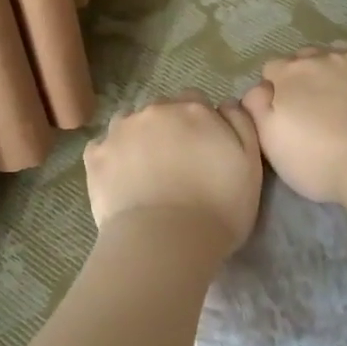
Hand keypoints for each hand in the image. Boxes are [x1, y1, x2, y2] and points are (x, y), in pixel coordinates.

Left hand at [83, 92, 263, 251]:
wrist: (165, 243)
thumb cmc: (219, 208)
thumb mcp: (250, 165)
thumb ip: (241, 125)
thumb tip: (226, 104)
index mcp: (193, 109)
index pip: (196, 103)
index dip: (200, 126)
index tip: (203, 152)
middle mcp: (154, 111)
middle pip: (162, 110)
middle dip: (169, 130)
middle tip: (176, 166)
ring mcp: (120, 131)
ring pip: (130, 124)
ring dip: (138, 139)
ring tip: (146, 173)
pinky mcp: (95, 156)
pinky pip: (103, 147)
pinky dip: (112, 158)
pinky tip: (121, 181)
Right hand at [242, 40, 346, 204]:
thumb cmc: (318, 160)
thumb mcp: (270, 142)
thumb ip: (256, 108)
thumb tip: (259, 88)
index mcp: (290, 74)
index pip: (273, 68)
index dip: (275, 89)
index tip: (283, 113)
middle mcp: (324, 57)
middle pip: (306, 57)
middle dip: (305, 75)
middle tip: (313, 108)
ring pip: (341, 49)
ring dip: (336, 65)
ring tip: (343, 92)